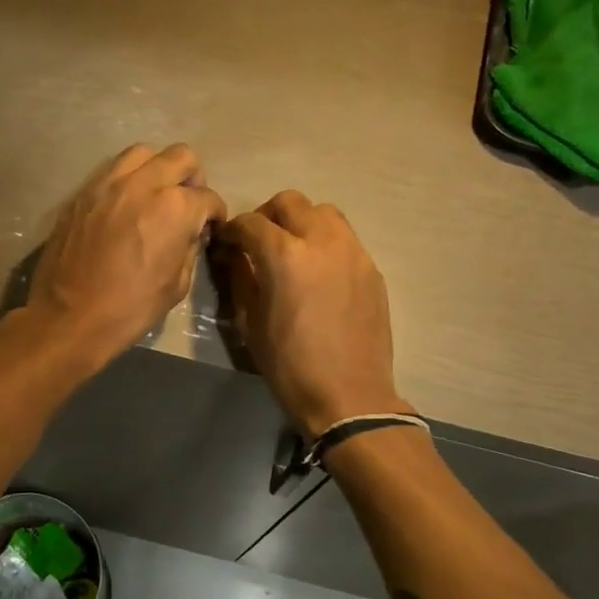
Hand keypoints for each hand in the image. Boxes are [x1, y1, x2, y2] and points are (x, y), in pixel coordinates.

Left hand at [26, 143, 226, 368]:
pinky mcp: (83, 192)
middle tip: (188, 203)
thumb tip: (191, 233)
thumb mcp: (178, 285)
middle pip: (182, 157)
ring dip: (158, 169)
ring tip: (155, 195)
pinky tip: (126, 205)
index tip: (210, 226)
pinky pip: (113, 170)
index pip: (208, 198)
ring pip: (145, 153)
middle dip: (193, 178)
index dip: (215, 214)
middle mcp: (145, 183)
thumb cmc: (131, 308)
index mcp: (175, 208)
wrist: (70, 317)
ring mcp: (109, 182)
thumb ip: (190, 247)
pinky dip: (128, 180)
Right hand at [218, 191, 406, 436]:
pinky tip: (319, 272)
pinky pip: (345, 238)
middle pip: (291, 202)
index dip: (233, 229)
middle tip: (258, 242)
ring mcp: (353, 252)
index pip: (251, 222)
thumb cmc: (290, 366)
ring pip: (324, 212)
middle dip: (267, 216)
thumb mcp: (250, 324)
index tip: (227, 243)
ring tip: (292, 250)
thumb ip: (240, 279)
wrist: (349, 396)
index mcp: (285, 256)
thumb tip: (232, 255)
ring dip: (301, 222)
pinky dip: (325, 242)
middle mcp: (322, 241)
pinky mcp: (372, 268)